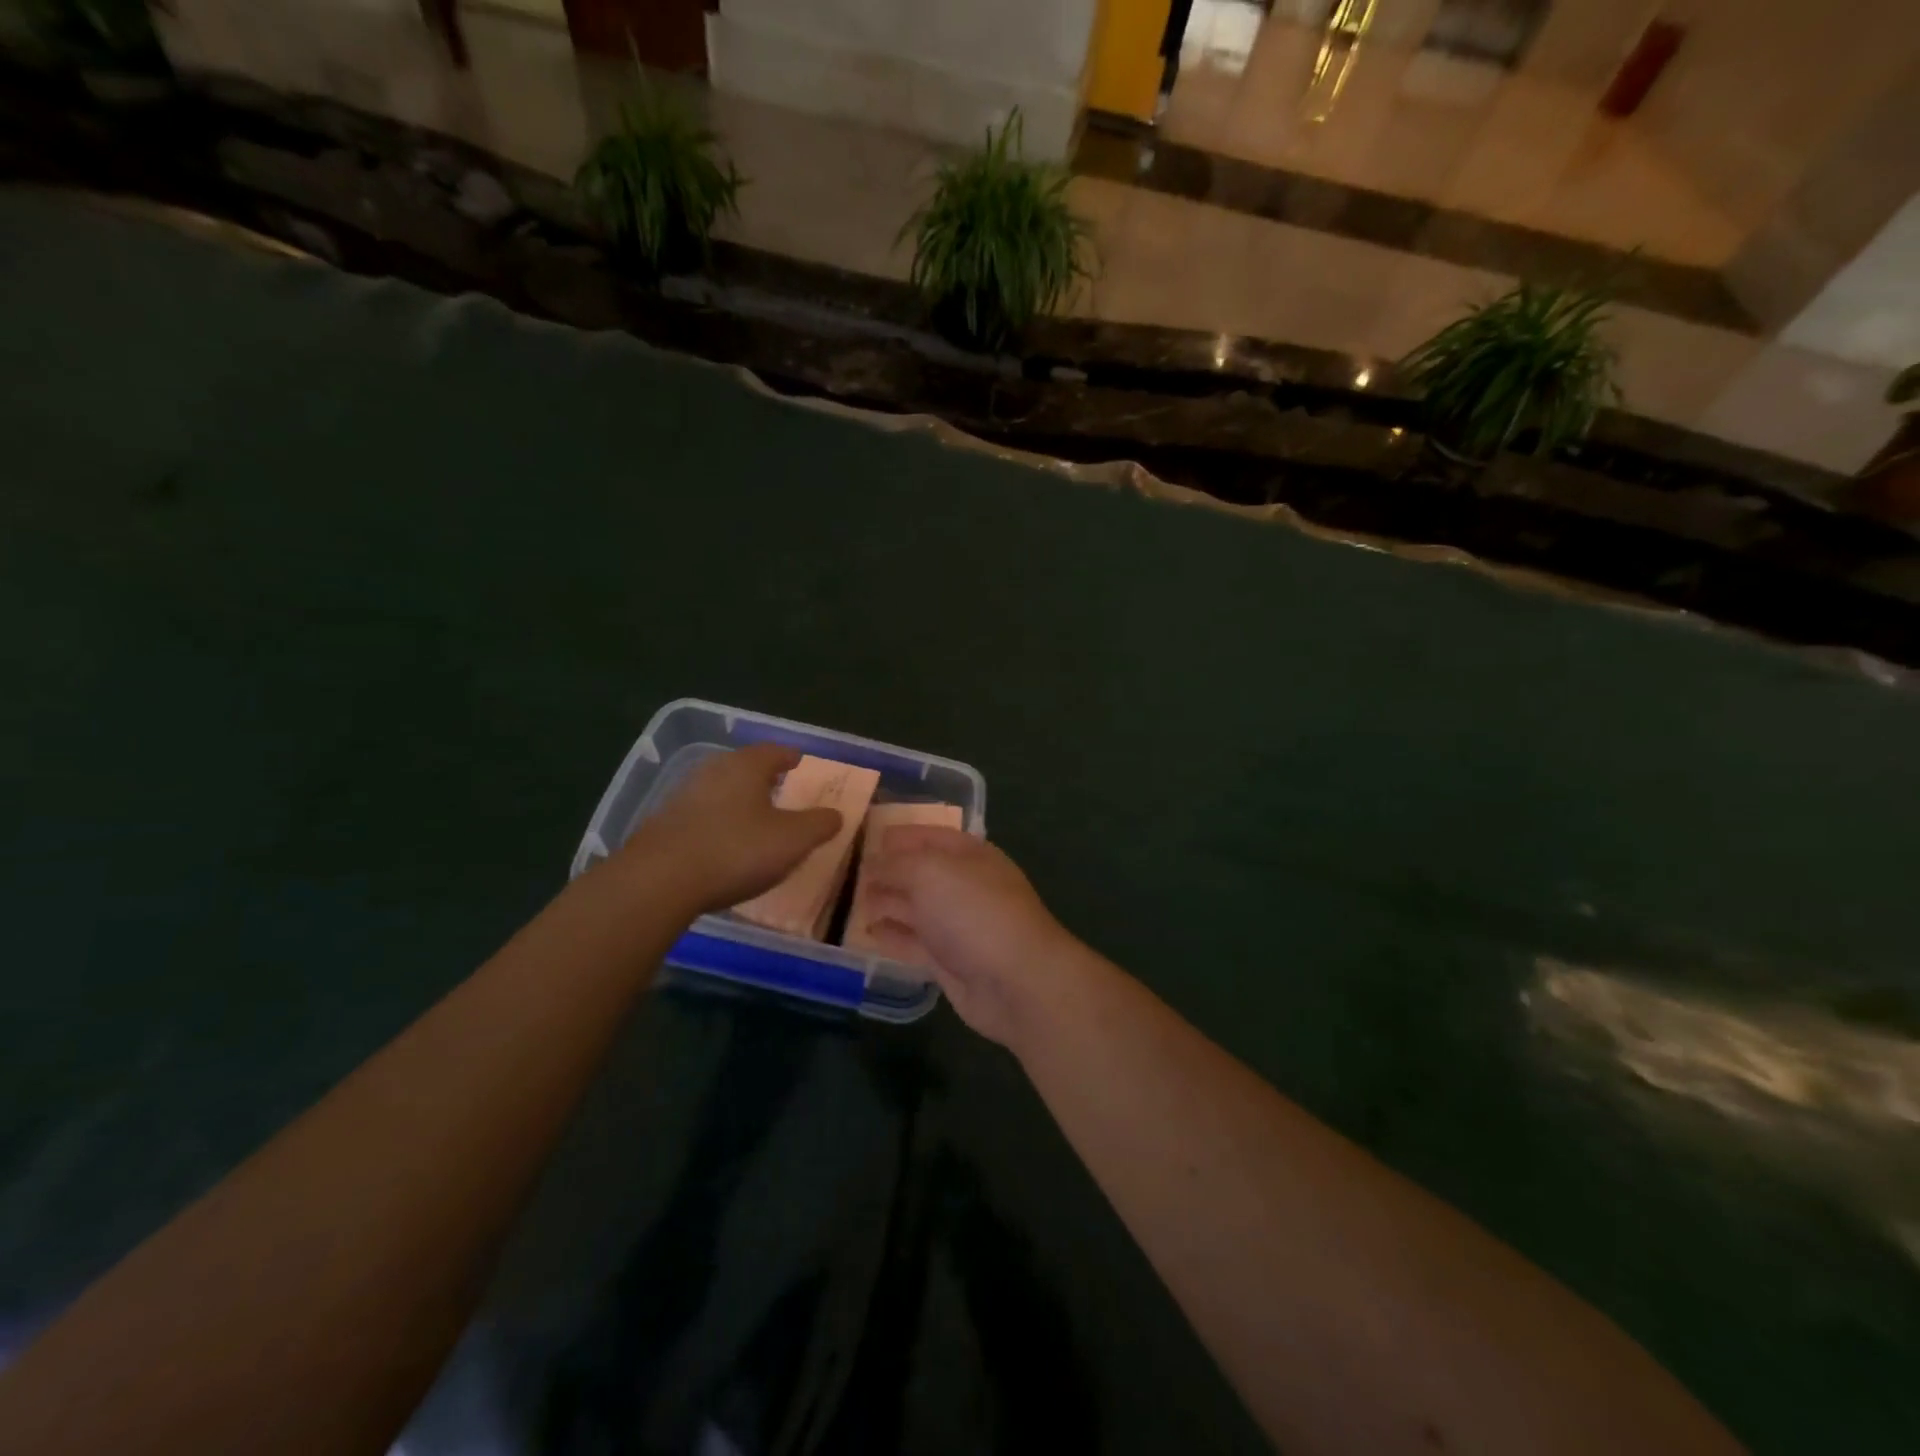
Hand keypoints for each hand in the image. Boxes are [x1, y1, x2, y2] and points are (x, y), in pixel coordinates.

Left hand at [629, 744, 842, 913]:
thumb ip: (819, 824)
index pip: (774, 751)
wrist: (659, 880)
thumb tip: (836, 814)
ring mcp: (683, 796)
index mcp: (746, 766)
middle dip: (763, 776)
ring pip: (720, 789)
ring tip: (754, 817)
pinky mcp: (664, 824)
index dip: (790, 757)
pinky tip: (723, 842)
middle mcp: (713, 771)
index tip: (800, 762)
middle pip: (744, 766)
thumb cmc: (736, 850)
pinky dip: (718, 821)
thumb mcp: (792, 840)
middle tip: (780, 788)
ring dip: (738, 799)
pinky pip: (701, 814)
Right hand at [860, 828, 1082, 1047]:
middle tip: (849, 873)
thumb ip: (896, 864)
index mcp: (968, 854)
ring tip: (851, 901)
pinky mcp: (949, 960)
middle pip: (920, 872)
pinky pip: (914, 942)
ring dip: (886, 903)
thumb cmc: (974, 911)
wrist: (1015, 980)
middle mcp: (963, 885)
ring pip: (915, 907)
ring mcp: (957, 924)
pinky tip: (867, 934)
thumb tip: (873, 863)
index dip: (899, 835)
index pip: (929, 836)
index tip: (864, 838)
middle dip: (888, 871)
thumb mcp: (930, 872)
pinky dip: (892, 937)